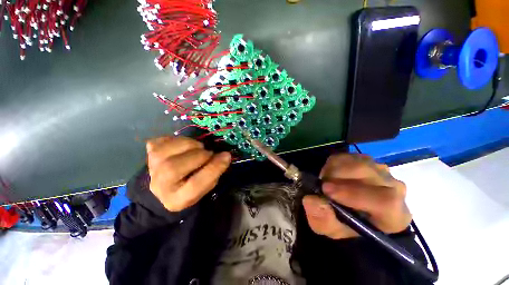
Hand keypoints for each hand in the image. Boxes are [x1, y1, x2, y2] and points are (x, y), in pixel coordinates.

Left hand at [146, 136, 230, 211]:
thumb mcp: (206, 186)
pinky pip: (161, 141)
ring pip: (165, 152)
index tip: (226, 156)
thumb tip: (225, 155)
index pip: (195, 184)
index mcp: (178, 199)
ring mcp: (151, 168)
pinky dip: (177, 140)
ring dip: (189, 145)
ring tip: (198, 148)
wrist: (165, 186)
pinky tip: (184, 146)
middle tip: (208, 153)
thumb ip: (215, 172)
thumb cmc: (190, 187)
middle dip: (199, 155)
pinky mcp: (149, 153)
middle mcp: (160, 186)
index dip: (213, 168)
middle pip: (174, 168)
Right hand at [302, 154, 410, 238]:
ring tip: (325, 181)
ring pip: (357, 161)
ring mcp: (381, 171)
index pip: (385, 200)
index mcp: (394, 215)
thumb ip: (322, 219)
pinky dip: (333, 163)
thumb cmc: (346, 226)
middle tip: (321, 184)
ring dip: (335, 169)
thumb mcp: (331, 229)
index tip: (326, 190)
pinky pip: (348, 156)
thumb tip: (311, 200)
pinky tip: (330, 174)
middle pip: (369, 173)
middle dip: (338, 176)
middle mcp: (394, 188)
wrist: (353, 213)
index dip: (354, 194)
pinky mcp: (366, 160)